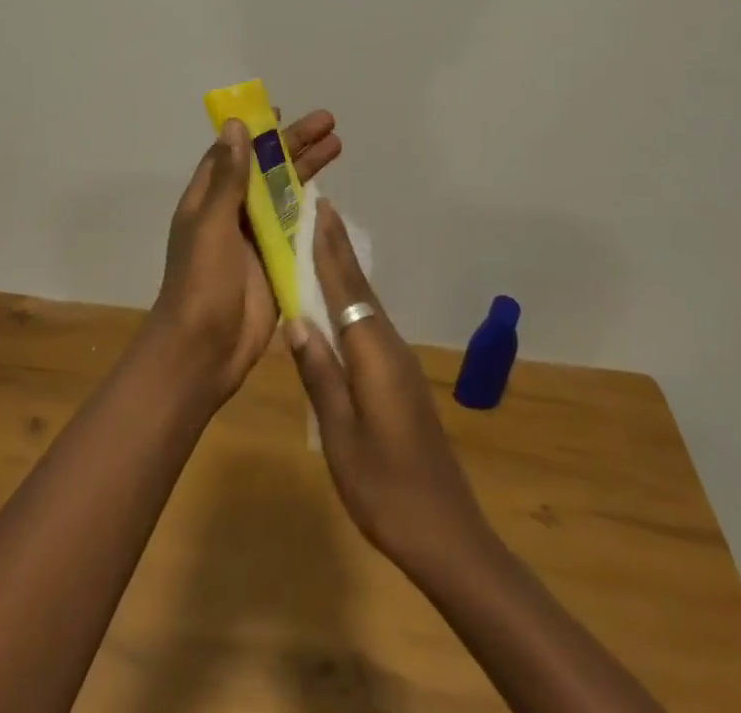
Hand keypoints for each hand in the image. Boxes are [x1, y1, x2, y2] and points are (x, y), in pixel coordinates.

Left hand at [152, 109, 341, 406]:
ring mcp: (255, 238)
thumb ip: (228, 178)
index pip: (234, 153)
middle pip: (266, 169)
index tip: (281, 111)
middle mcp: (231, 213)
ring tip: (338, 145)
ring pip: (284, 194)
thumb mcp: (212, 224)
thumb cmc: (202, 283)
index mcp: (209, 199)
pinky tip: (332, 195)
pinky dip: (312, 209)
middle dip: (295, 144)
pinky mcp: (275, 263)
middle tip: (329, 122)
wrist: (204, 351)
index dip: (256, 131)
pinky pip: (295, 228)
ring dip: (307, 170)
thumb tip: (236, 126)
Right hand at [286, 200, 489, 572]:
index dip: (329, 248)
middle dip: (337, 247)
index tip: (317, 207)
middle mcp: (388, 346)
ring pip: (365, 304)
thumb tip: (295, 318)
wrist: (445, 534)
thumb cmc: (385, 487)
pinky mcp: (398, 379)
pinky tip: (335, 303)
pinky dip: (350, 300)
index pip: (345, 288)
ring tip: (321, 241)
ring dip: (343, 270)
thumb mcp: (340, 434)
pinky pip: (368, 324)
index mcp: (373, 353)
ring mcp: (397, 363)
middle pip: (358, 287)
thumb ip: (320, 373)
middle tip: (317, 209)